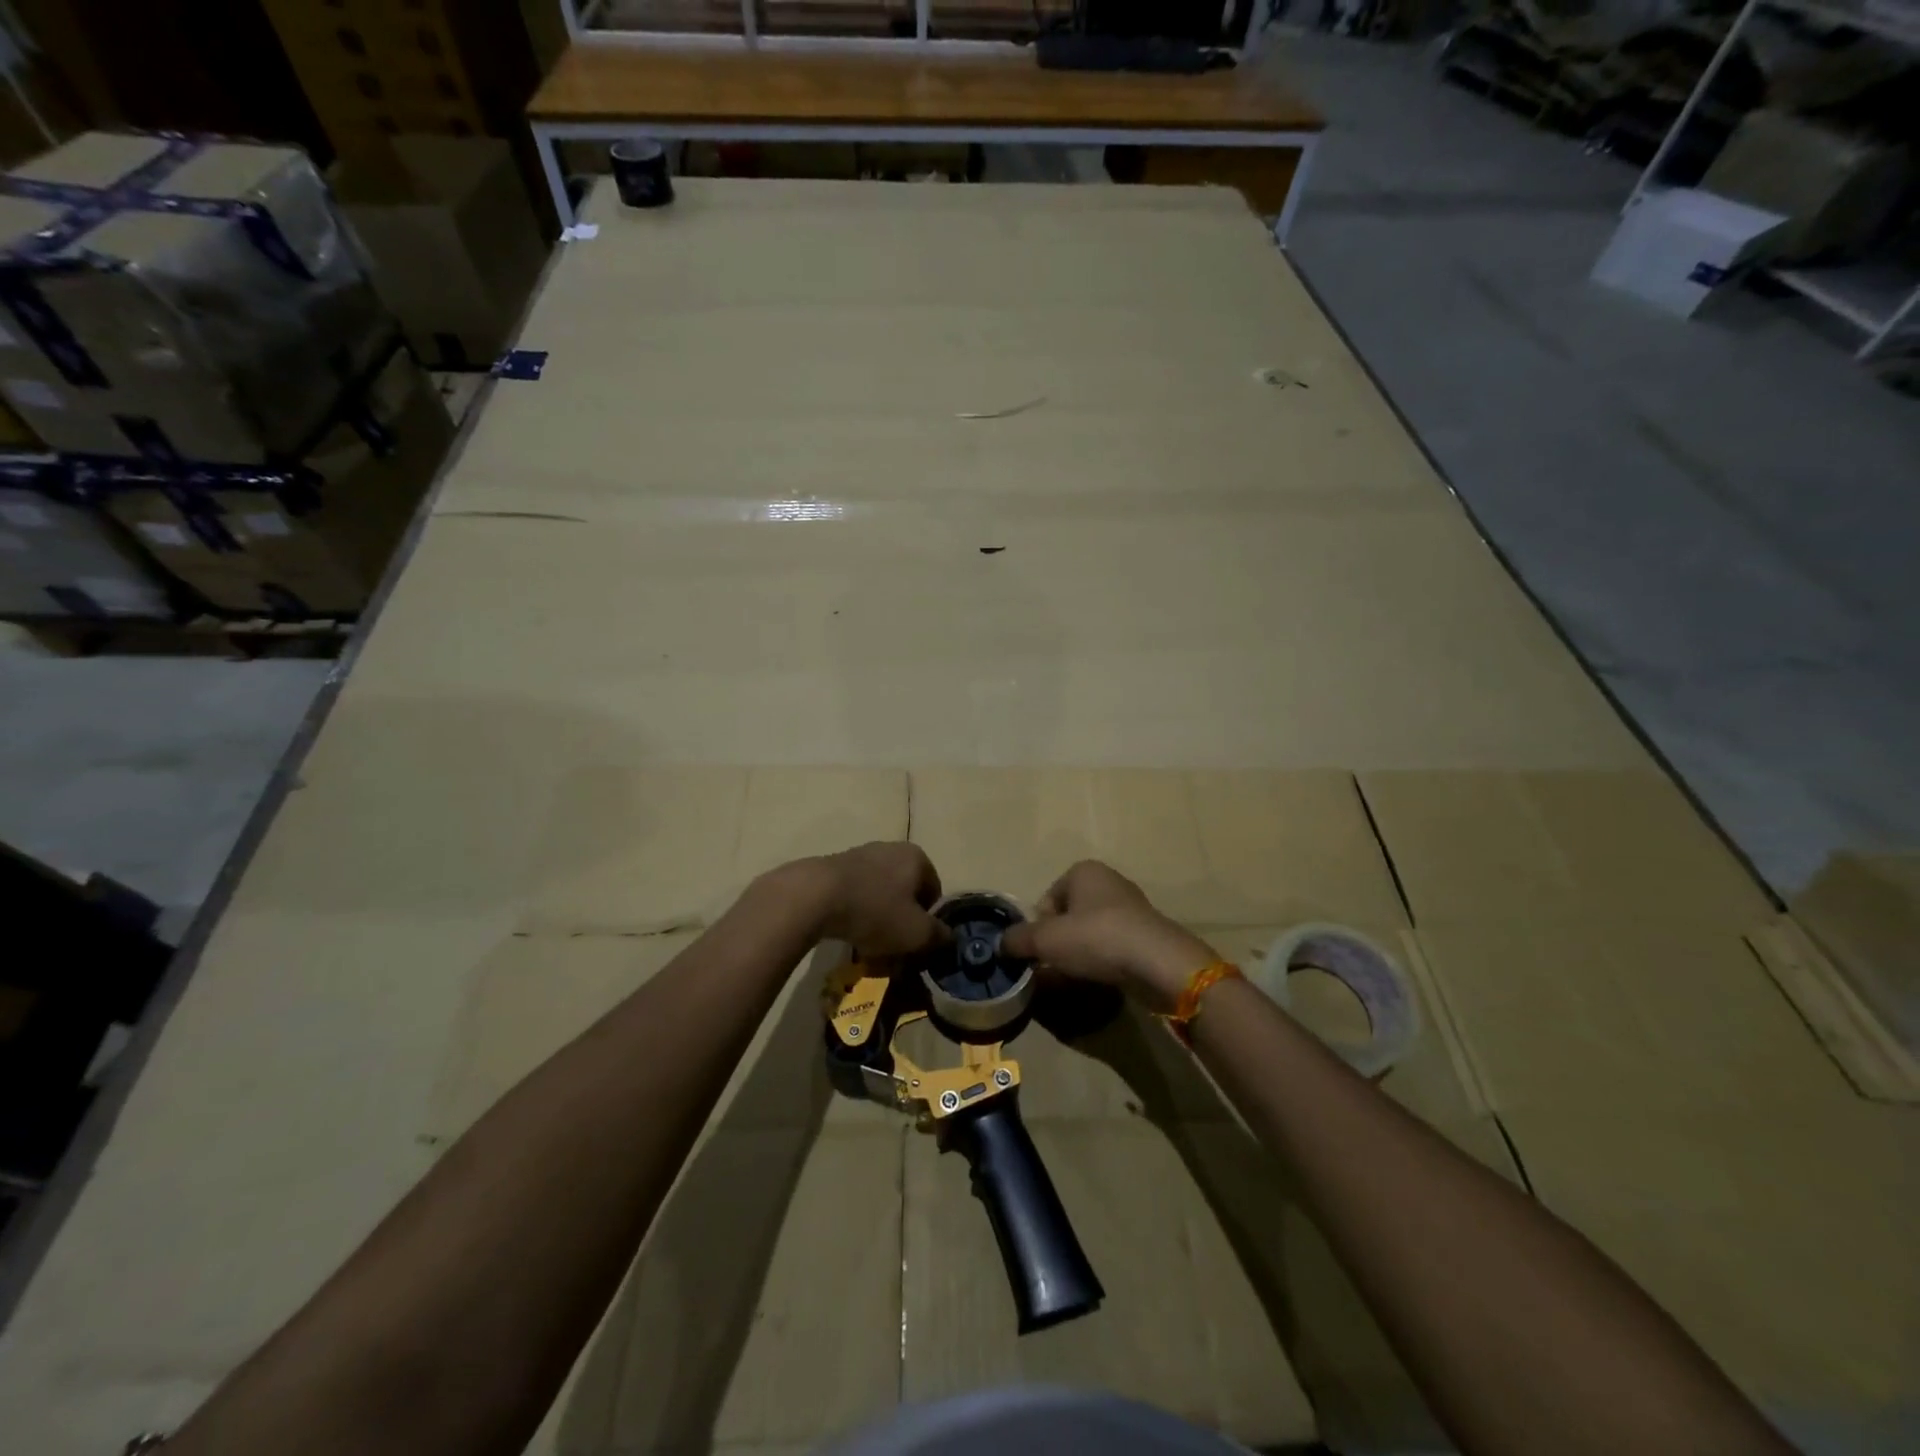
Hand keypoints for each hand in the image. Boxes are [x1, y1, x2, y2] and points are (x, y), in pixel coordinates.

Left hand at [787, 842, 949, 956]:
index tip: (915, 943)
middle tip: (892, 948)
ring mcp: (861, 854)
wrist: (815, 896)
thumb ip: (939, 937)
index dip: (928, 922)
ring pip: (880, 894)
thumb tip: (948, 938)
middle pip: (905, 893)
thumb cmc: (876, 911)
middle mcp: (891, 848)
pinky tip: (846, 931)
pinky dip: (855, 912)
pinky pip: (855, 893)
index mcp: (917, 857)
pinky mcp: (835, 866)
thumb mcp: (916, 933)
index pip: (934, 892)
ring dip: (878, 919)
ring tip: (867, 944)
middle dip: (901, 921)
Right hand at [1000, 860, 1217, 1010]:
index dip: (1039, 928)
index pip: (1047, 899)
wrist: (1157, 962)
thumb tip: (1000, 944)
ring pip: (1091, 930)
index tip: (1041, 951)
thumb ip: (1018, 939)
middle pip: (1068, 915)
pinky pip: (1113, 944)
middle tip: (1057, 965)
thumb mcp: (1046, 940)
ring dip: (1081, 951)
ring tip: (1079, 973)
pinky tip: (1102, 976)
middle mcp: (1108, 880)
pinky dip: (1104, 958)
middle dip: (1060, 940)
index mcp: (1083, 871)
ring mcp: (1131, 905)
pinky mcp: (1146, 931)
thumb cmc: (1096, 938)